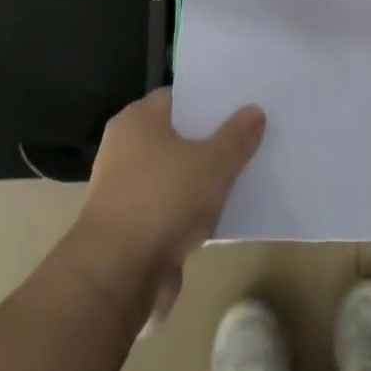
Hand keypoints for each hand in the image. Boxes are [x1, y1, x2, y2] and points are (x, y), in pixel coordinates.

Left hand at [67, 90, 264, 311]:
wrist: (116, 274)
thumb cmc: (163, 200)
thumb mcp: (213, 164)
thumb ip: (236, 137)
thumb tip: (254, 111)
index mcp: (138, 118)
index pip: (179, 97)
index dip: (210, 100)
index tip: (241, 106)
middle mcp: (124, 145)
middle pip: (177, 134)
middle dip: (209, 140)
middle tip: (248, 139)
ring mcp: (123, 186)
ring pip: (173, 172)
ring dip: (200, 179)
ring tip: (240, 177)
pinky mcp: (128, 223)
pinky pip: (167, 204)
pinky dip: (188, 209)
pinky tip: (218, 215)